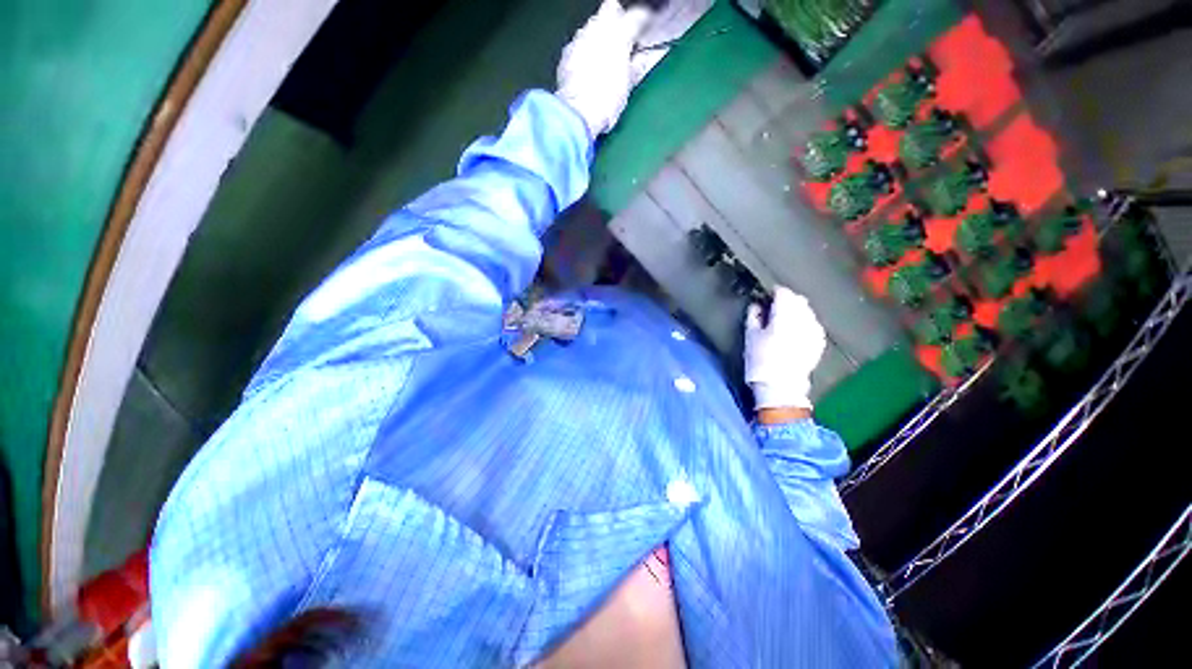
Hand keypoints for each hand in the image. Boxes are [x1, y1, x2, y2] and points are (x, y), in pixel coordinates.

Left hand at [556, 0, 656, 137]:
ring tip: (604, 55)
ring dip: (599, 35)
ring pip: (592, 25)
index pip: (637, 16)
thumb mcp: (627, 87)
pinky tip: (587, 66)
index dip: (643, 21)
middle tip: (622, 39)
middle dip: (617, 19)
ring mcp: (580, 38)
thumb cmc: (607, 101)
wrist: (578, 113)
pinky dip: (585, 49)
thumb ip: (635, 68)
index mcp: (620, 34)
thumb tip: (641, 61)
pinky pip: (578, 43)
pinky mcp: (567, 53)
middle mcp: (598, 29)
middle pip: (610, 9)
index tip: (645, 30)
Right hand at [745, 286, 826, 410]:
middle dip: (787, 299)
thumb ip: (753, 316)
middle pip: (799, 300)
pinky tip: (796, 330)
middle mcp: (803, 319)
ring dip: (797, 310)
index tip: (767, 295)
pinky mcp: (819, 342)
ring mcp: (814, 331)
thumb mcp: (750, 336)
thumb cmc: (760, 360)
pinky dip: (804, 322)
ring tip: (785, 318)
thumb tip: (757, 304)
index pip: (784, 293)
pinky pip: (813, 324)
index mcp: (785, 316)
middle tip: (774, 306)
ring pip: (808, 311)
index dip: (775, 292)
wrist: (780, 386)